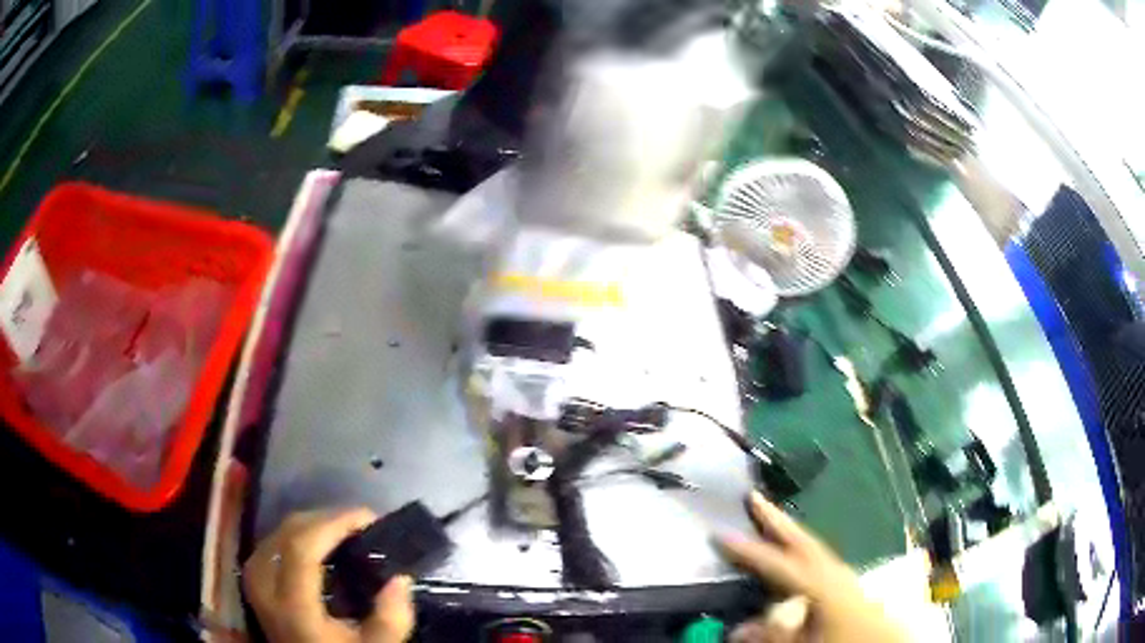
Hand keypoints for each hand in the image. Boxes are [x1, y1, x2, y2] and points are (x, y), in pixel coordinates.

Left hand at [244, 508, 414, 642]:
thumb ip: (391, 619)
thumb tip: (399, 578)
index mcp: (293, 607)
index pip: (302, 547)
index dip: (332, 523)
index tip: (368, 517)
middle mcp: (266, 590)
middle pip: (285, 534)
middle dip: (324, 518)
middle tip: (359, 523)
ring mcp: (256, 588)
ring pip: (273, 537)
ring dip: (307, 526)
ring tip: (339, 530)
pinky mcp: (257, 590)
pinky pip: (268, 548)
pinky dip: (292, 538)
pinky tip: (313, 545)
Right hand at [718, 491, 907, 642]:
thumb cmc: (843, 640)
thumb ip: (772, 635)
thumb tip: (737, 629)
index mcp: (822, 584)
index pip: (778, 563)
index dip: (748, 550)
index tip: (719, 534)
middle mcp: (833, 571)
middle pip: (800, 540)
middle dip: (775, 519)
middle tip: (752, 495)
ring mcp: (842, 573)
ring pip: (810, 545)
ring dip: (788, 531)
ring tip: (767, 518)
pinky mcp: (845, 582)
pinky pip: (817, 556)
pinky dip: (800, 546)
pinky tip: (793, 553)